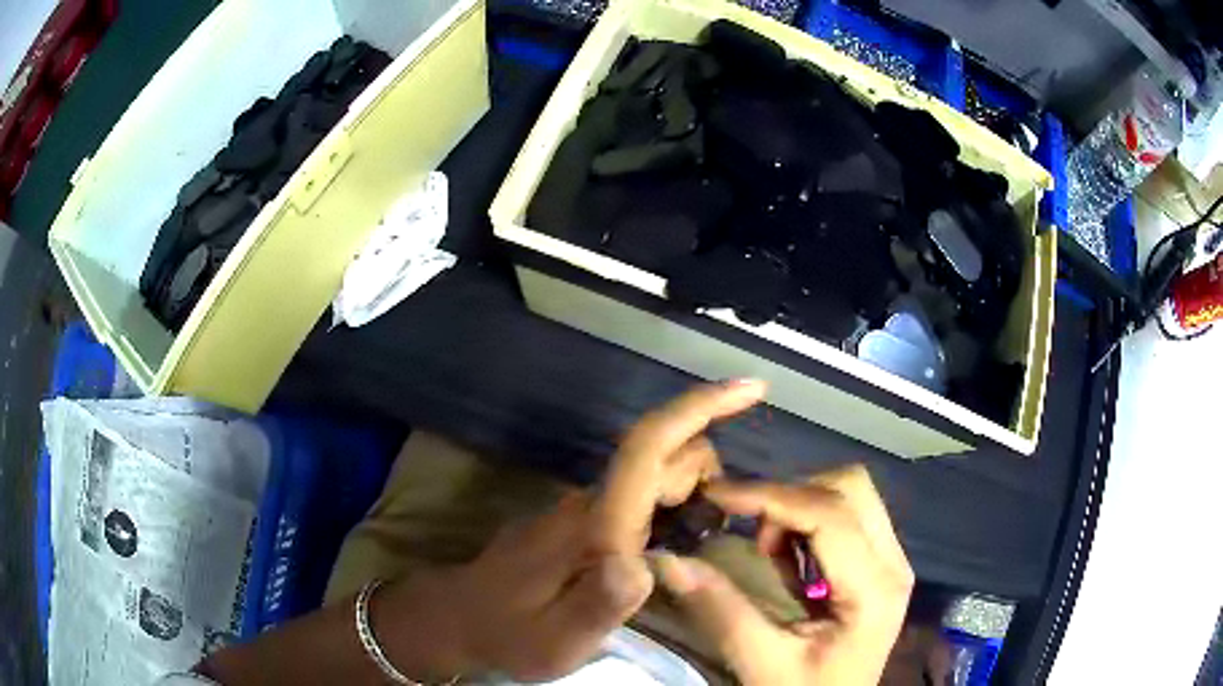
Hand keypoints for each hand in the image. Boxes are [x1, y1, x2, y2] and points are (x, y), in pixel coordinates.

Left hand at [377, 380, 767, 682]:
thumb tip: (646, 564)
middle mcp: (593, 503)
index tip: (751, 390)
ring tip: (697, 547)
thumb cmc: (510, 631)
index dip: (700, 408)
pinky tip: (674, 543)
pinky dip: (675, 505)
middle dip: (708, 477)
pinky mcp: (585, 521)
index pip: (649, 447)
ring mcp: (586, 509)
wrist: (462, 618)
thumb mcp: (556, 638)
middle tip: (713, 535)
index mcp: (595, 524)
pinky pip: (644, 496)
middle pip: (667, 456)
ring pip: (657, 476)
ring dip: (695, 494)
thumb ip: (600, 604)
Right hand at [655, 465, 913, 685]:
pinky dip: (810, 521)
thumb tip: (669, 559)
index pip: (830, 515)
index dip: (772, 496)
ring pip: (851, 493)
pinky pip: (848, 514)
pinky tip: (788, 558)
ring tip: (769, 552)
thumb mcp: (762, 662)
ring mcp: (892, 559)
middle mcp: (894, 562)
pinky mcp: (880, 563)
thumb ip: (721, 610)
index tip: (717, 494)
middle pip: (850, 488)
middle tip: (754, 538)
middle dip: (792, 498)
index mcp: (874, 590)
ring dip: (801, 507)